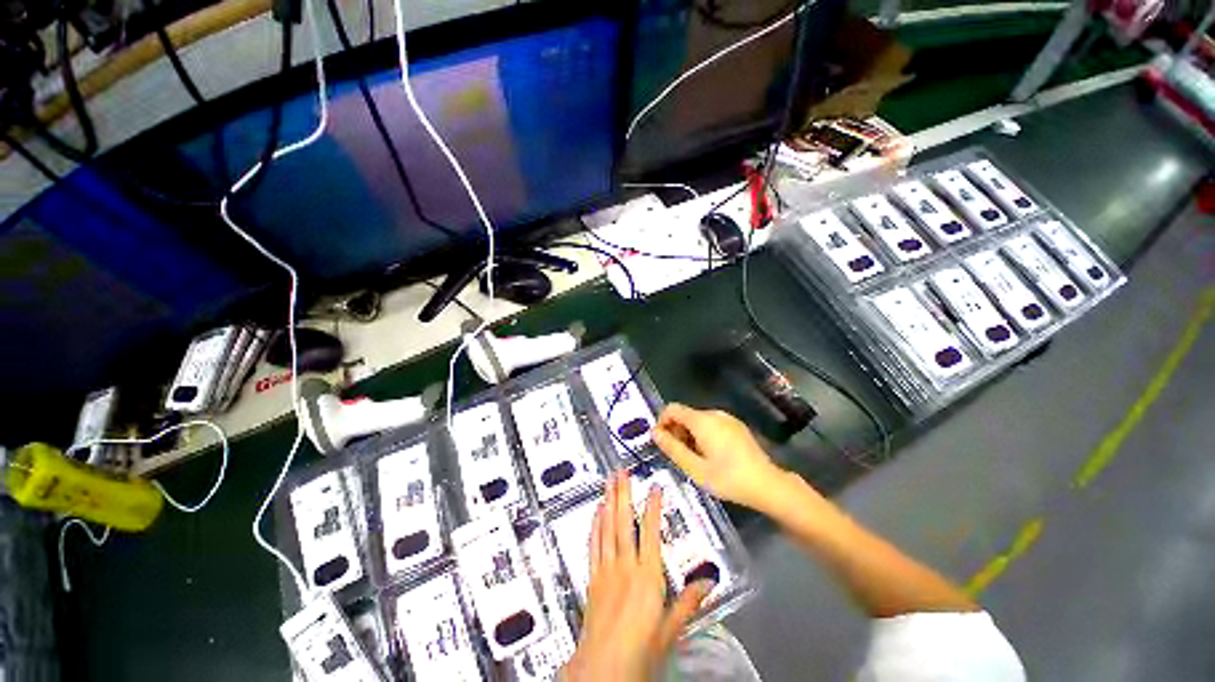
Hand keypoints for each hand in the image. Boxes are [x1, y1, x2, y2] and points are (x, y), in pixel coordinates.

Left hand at [562, 472, 713, 681]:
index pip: (651, 533)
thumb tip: (710, 581)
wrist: (602, 670)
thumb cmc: (641, 651)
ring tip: (608, 482)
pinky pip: (593, 545)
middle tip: (621, 472)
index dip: (653, 508)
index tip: (654, 487)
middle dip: (623, 494)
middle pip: (624, 523)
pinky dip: (595, 525)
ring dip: (608, 503)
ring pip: (607, 528)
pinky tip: (596, 512)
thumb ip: (689, 602)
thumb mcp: (670, 629)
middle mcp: (625, 566)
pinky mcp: (592, 578)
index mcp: (647, 576)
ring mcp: (605, 570)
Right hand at [653, 404, 793, 511]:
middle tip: (680, 457)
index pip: (672, 408)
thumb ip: (672, 448)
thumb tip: (654, 432)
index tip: (663, 443)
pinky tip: (712, 457)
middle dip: (676, 432)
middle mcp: (714, 413)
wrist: (767, 485)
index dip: (662, 423)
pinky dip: (704, 435)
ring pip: (698, 421)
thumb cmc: (728, 478)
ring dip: (690, 435)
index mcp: (702, 420)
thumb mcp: (695, 468)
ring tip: (696, 460)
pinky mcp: (736, 426)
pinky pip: (712, 424)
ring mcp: (727, 418)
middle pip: (685, 415)